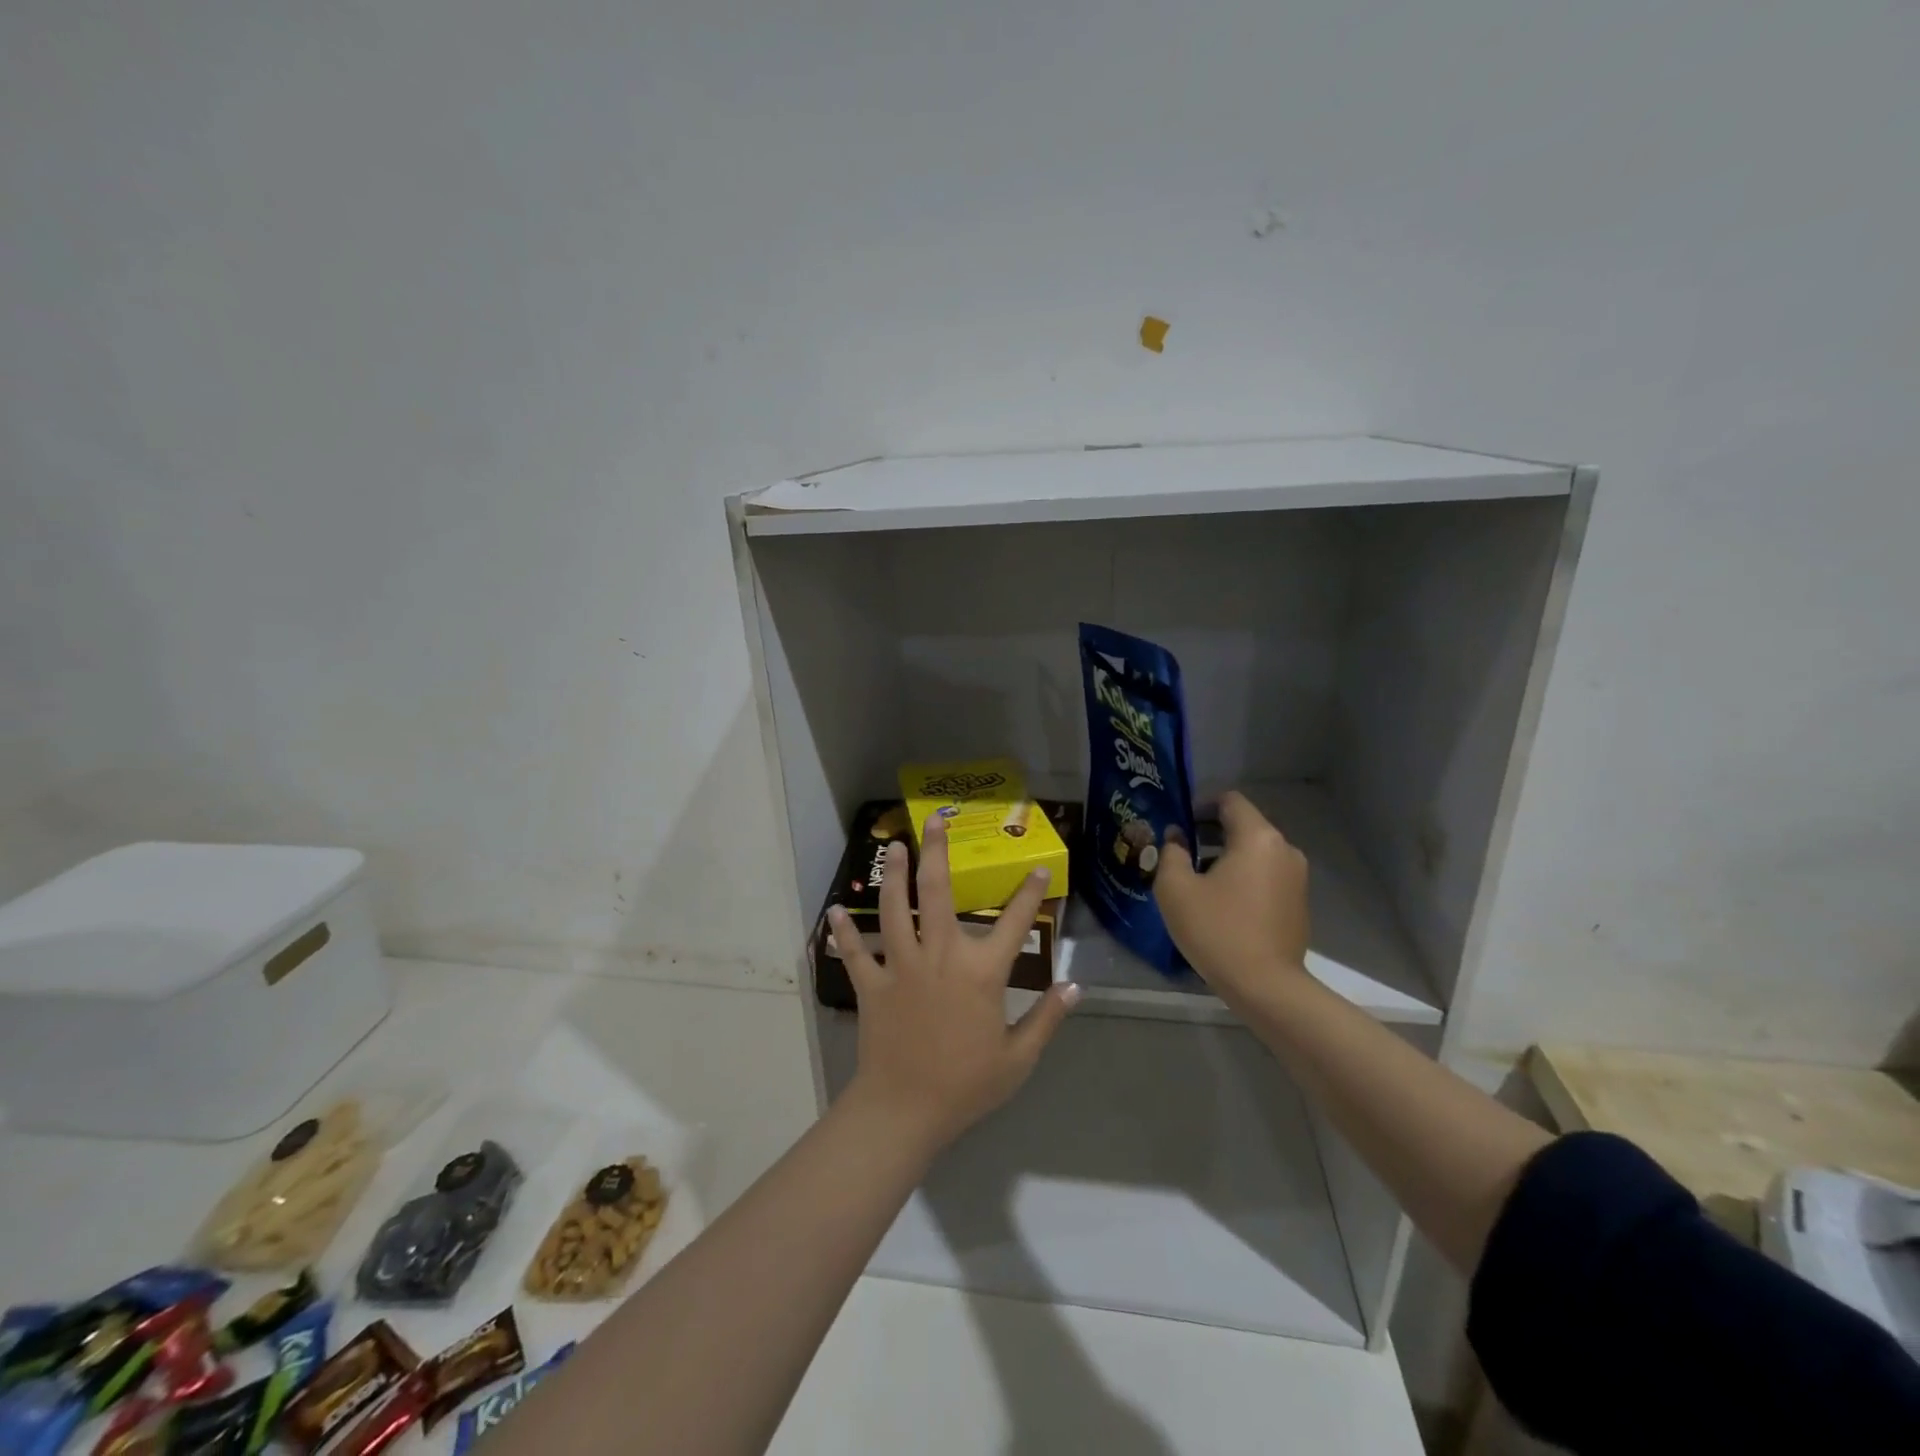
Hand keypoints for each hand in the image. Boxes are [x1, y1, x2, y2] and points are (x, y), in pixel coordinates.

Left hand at [830, 814, 1079, 1151]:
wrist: (905, 1110)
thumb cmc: (966, 1085)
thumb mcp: (1018, 1058)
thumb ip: (1048, 1018)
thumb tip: (1075, 986)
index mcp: (981, 972)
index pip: (1014, 923)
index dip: (1030, 893)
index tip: (1037, 869)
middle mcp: (940, 956)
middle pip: (937, 893)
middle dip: (936, 852)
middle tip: (934, 821)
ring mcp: (902, 966)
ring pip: (896, 909)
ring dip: (894, 875)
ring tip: (893, 847)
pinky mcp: (872, 984)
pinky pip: (856, 952)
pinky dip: (845, 931)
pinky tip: (836, 910)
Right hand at [1155, 790, 1310, 995]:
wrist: (1266, 987)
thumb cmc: (1217, 930)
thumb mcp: (1176, 889)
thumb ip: (1171, 852)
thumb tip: (1176, 836)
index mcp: (1257, 837)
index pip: (1229, 801)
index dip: (1200, 805)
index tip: (1178, 823)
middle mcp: (1284, 849)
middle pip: (1244, 825)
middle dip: (1210, 832)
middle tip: (1180, 852)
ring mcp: (1297, 877)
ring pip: (1255, 851)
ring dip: (1226, 856)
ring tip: (1197, 880)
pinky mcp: (1299, 902)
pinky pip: (1266, 875)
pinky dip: (1244, 877)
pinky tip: (1222, 903)